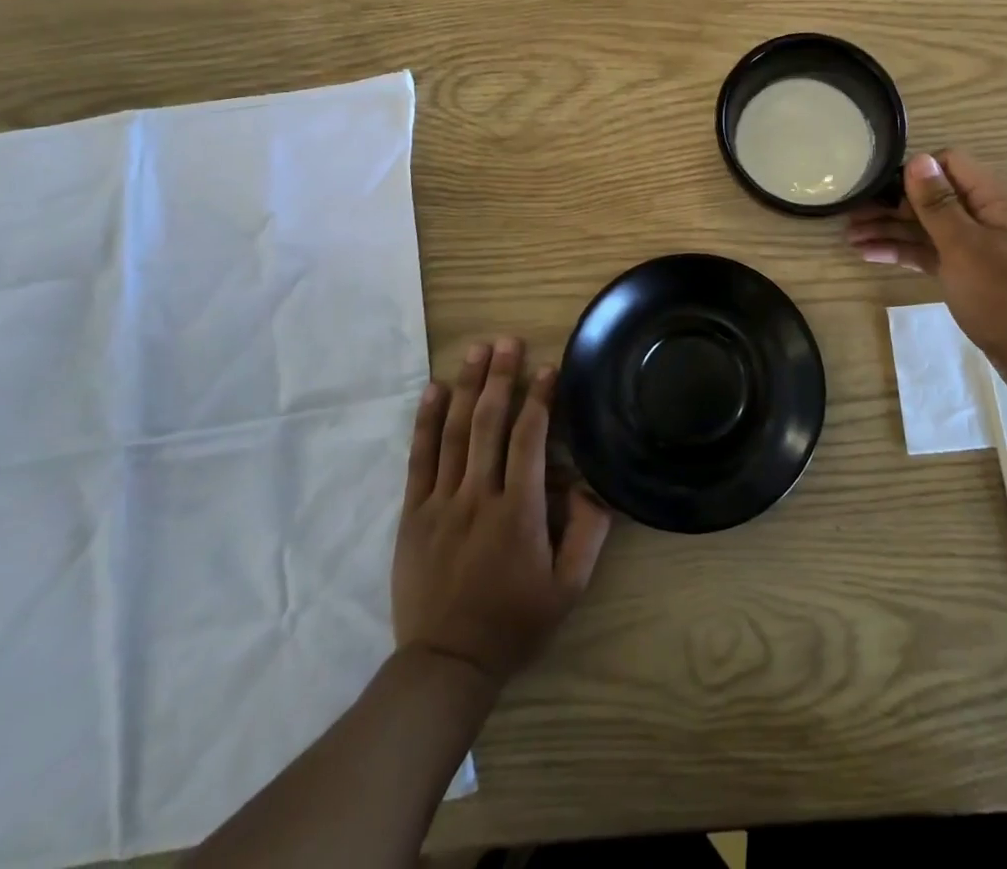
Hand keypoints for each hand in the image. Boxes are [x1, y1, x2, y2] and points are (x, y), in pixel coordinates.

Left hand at [393, 339, 611, 685]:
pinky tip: (434, 390)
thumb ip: (588, 534)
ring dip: (468, 387)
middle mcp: (478, 497)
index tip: (548, 368)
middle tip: (508, 341)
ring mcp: (441, 503)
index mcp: (518, 513)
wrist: (446, 665)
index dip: (539, 400)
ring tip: (477, 350)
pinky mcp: (413, 514)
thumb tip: (593, 484)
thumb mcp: (568, 589)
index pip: (529, 440)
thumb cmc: (514, 624)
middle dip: (501, 378)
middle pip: (489, 424)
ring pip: (454, 433)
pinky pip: (419, 459)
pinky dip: (426, 421)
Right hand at [846, 151, 1006, 399]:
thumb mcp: (964, 245)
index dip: (913, 172)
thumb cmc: (1005, 295)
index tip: (878, 187)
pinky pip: (932, 252)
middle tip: (850, 215)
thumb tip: (917, 158)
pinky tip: (871, 255)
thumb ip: (937, 202)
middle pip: (933, 197)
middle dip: (892, 205)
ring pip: (927, 227)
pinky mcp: (969, 272)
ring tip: (850, 238)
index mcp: (994, 198)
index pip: (949, 163)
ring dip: (891, 230)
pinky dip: (904, 252)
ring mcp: (977, 246)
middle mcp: (986, 215)